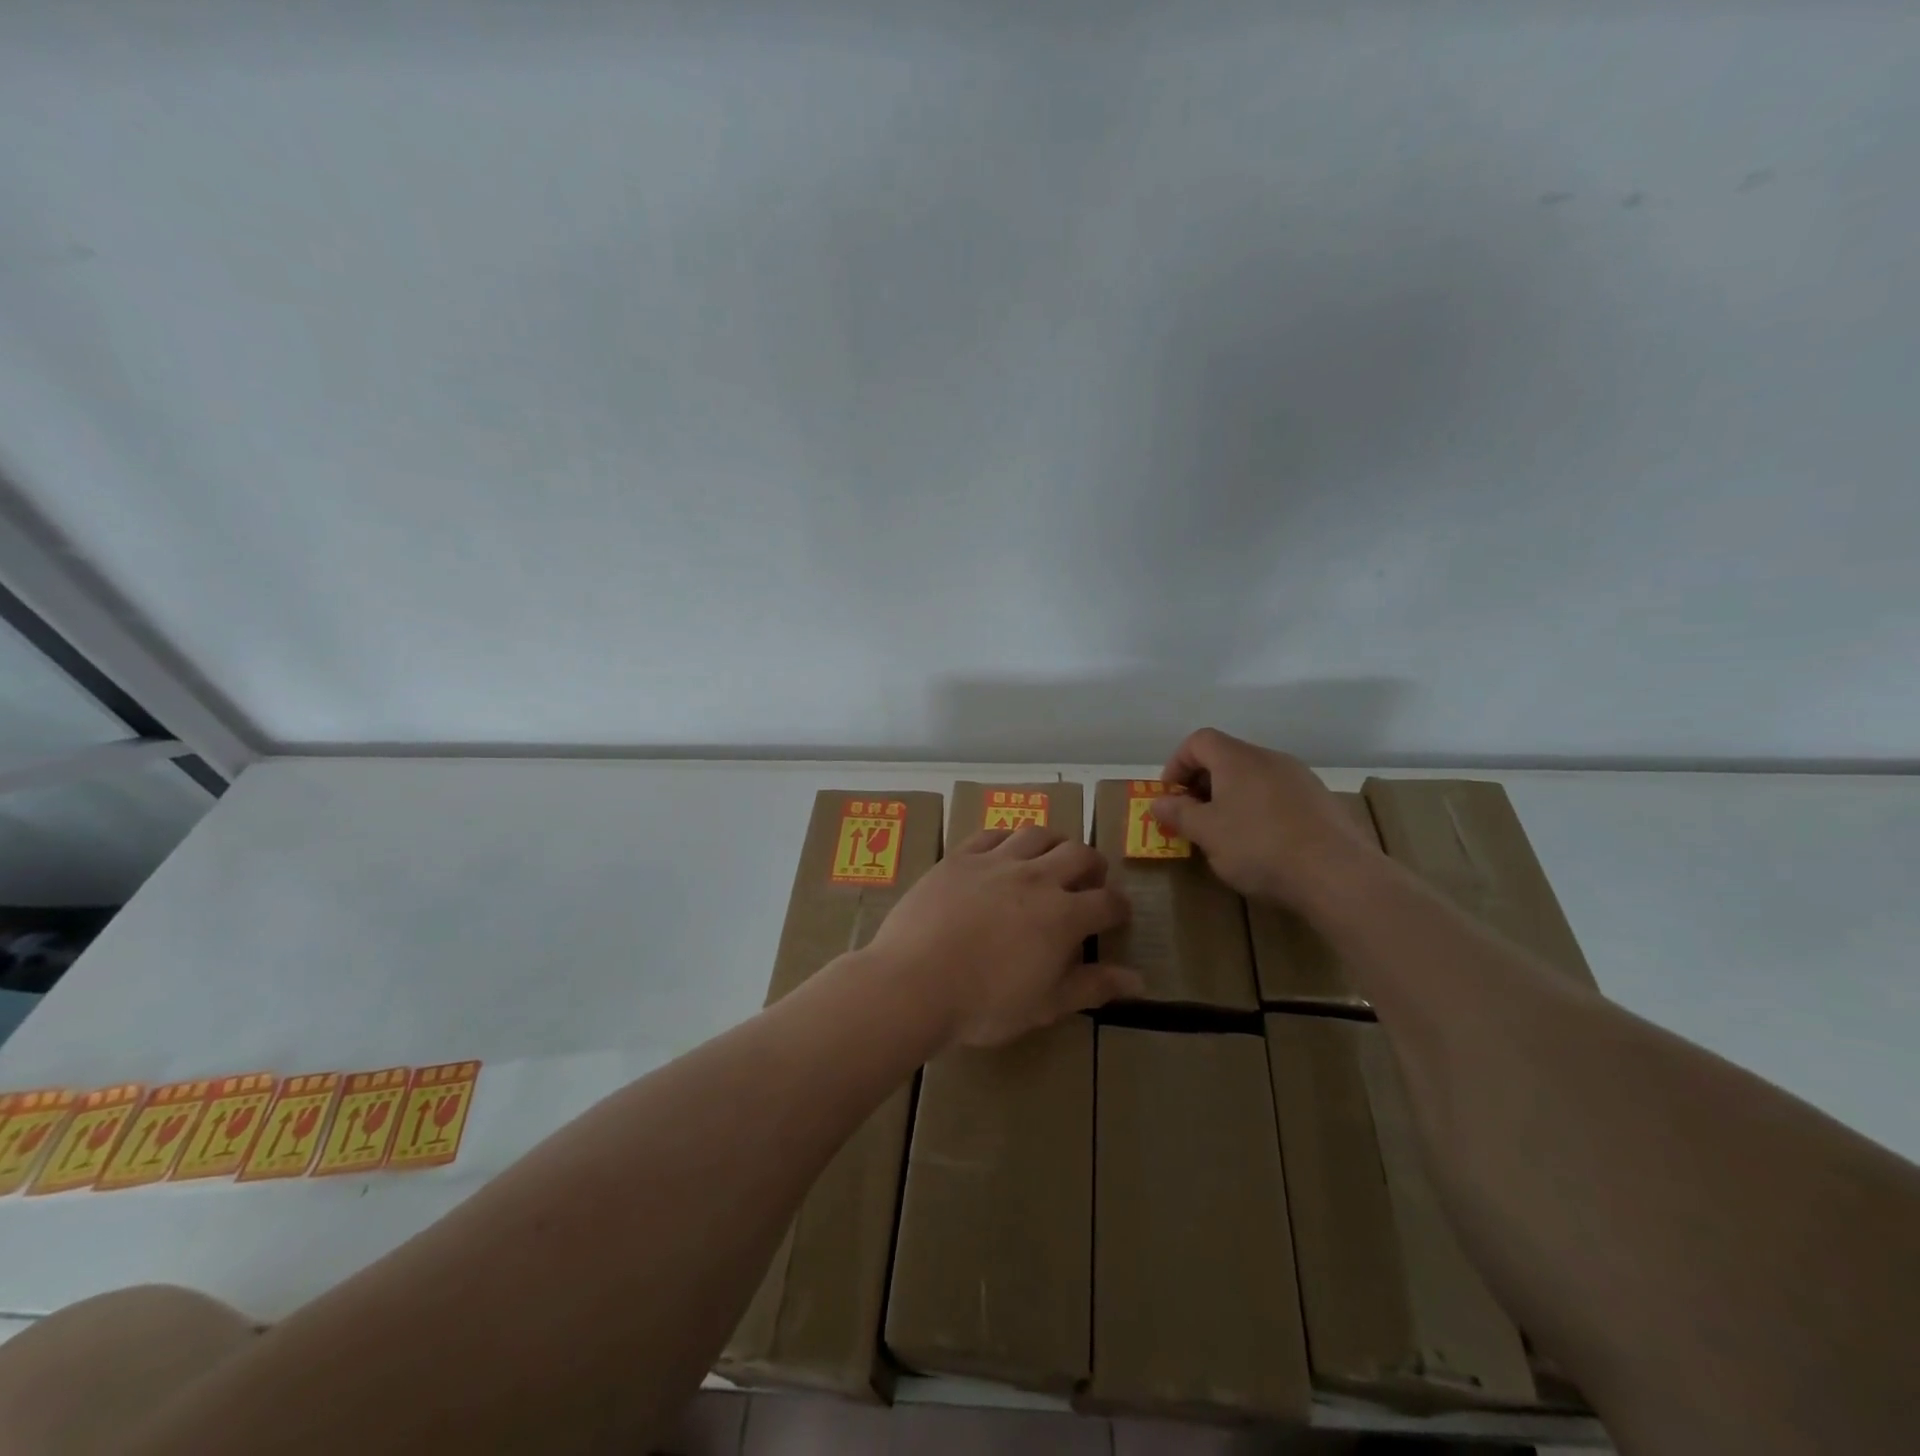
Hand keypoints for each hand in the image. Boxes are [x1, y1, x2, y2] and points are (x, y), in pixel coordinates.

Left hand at [865, 826, 1141, 1047]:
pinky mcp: (960, 857)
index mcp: (1063, 916)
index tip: (1118, 915)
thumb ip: (1092, 987)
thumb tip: (1139, 980)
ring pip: (1037, 834)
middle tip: (1091, 879)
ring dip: (1054, 842)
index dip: (1119, 908)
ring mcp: (995, 862)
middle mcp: (1036, 878)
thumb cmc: (984, 1004)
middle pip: (1079, 854)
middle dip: (1093, 865)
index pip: (1107, 902)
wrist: (914, 982)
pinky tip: (1004, 851)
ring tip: (1052, 857)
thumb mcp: (1045, 1005)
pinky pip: (991, 834)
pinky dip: (1007, 839)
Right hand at [1150, 727, 1385, 912]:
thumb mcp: (1207, 833)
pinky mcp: (1321, 801)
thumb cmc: (1259, 846)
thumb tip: (1158, 802)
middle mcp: (1269, 758)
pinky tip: (1263, 842)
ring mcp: (1300, 777)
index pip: (1198, 741)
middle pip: (1226, 757)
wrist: (1337, 874)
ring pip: (1253, 777)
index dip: (1177, 764)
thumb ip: (1178, 813)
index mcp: (1237, 758)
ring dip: (1231, 797)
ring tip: (1226, 833)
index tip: (1171, 796)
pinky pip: (1278, 794)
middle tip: (1193, 817)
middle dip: (1202, 783)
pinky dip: (1259, 808)